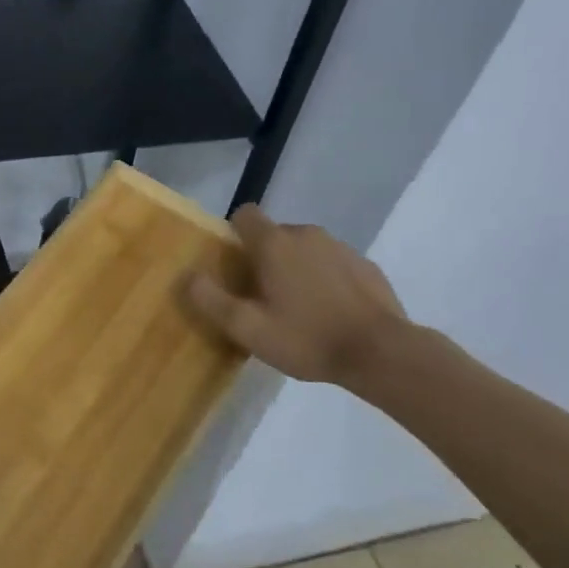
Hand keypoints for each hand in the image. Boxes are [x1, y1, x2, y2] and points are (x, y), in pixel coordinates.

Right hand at [186, 204, 406, 388]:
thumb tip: (188, 276)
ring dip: (297, 269)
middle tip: (263, 299)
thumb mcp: (248, 329)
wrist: (381, 352)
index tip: (234, 266)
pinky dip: (326, 280)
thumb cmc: (307, 339)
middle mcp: (307, 234)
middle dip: (265, 259)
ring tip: (299, 310)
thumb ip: (212, 300)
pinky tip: (330, 314)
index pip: (245, 215)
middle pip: (275, 235)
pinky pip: (333, 264)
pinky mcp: (366, 265)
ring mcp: (340, 247)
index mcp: (275, 244)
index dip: (234, 234)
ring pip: (306, 249)